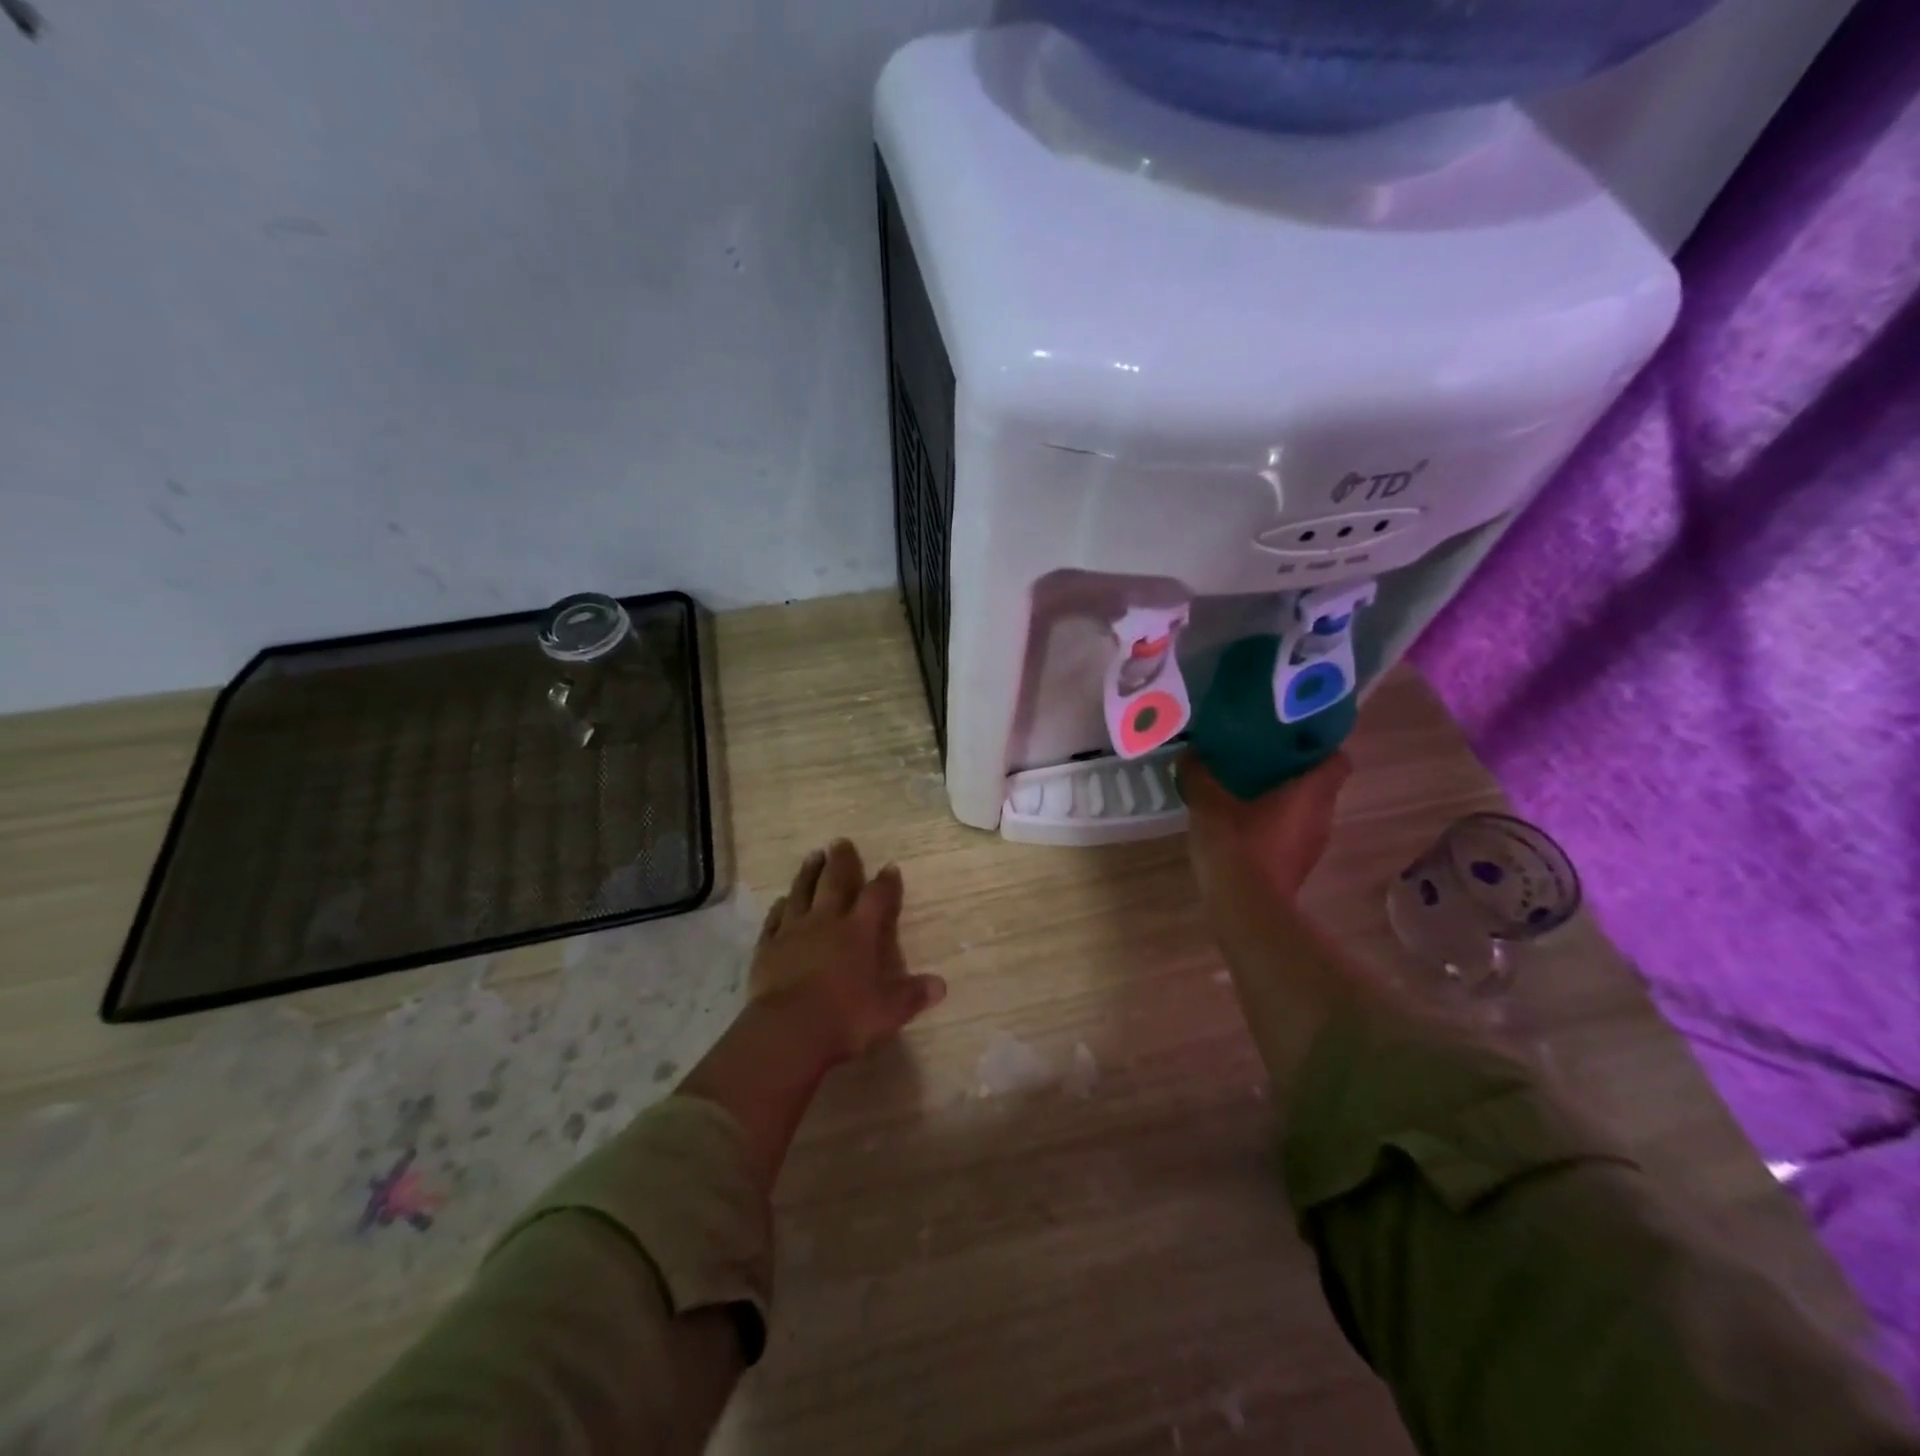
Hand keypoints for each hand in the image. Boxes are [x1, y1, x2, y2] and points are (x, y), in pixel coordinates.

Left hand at [748, 839, 946, 1070]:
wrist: (789, 1030)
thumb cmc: (845, 1017)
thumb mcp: (888, 1011)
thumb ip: (912, 995)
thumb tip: (941, 985)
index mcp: (859, 932)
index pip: (876, 898)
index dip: (885, 882)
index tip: (890, 867)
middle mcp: (827, 922)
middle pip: (835, 883)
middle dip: (841, 862)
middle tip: (840, 842)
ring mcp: (794, 931)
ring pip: (802, 892)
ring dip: (809, 873)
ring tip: (813, 856)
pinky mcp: (768, 947)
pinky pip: (774, 920)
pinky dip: (780, 908)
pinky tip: (781, 901)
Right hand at [1178, 750, 1351, 904]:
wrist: (1246, 910)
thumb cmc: (1236, 845)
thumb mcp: (1208, 803)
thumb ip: (1200, 775)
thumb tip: (1191, 752)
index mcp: (1311, 792)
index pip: (1338, 759)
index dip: (1321, 744)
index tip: (1294, 734)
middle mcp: (1322, 815)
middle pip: (1320, 784)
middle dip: (1295, 768)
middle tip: (1262, 754)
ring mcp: (1312, 845)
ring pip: (1306, 810)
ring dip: (1285, 798)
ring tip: (1250, 785)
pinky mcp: (1297, 866)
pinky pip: (1292, 833)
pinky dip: (1275, 823)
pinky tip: (1244, 821)